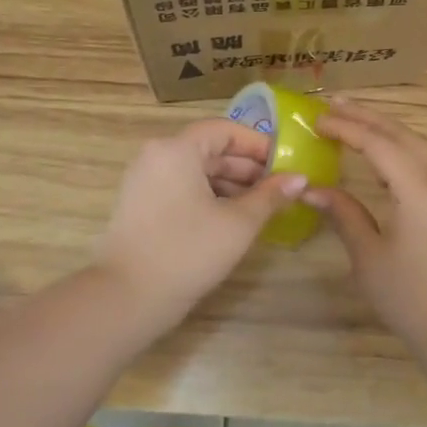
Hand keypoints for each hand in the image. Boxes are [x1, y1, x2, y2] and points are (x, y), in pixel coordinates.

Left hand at [94, 119, 307, 340]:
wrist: (126, 297)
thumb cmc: (187, 252)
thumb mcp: (237, 224)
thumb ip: (270, 196)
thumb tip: (300, 178)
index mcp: (177, 149)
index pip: (224, 130)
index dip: (257, 144)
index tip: (284, 163)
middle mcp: (156, 155)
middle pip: (209, 149)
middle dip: (246, 167)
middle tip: (278, 189)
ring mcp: (143, 179)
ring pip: (195, 170)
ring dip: (228, 183)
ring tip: (260, 207)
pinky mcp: (139, 203)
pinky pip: (180, 186)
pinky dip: (206, 195)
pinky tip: (230, 218)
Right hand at [306, 99, 426, 350]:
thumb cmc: (413, 297)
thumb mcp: (369, 256)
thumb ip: (344, 214)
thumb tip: (313, 188)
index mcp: (418, 186)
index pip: (376, 142)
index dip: (345, 127)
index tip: (317, 119)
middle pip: (400, 134)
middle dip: (366, 117)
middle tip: (334, 104)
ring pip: (418, 144)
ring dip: (387, 129)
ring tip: (357, 120)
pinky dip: (404, 148)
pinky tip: (388, 155)